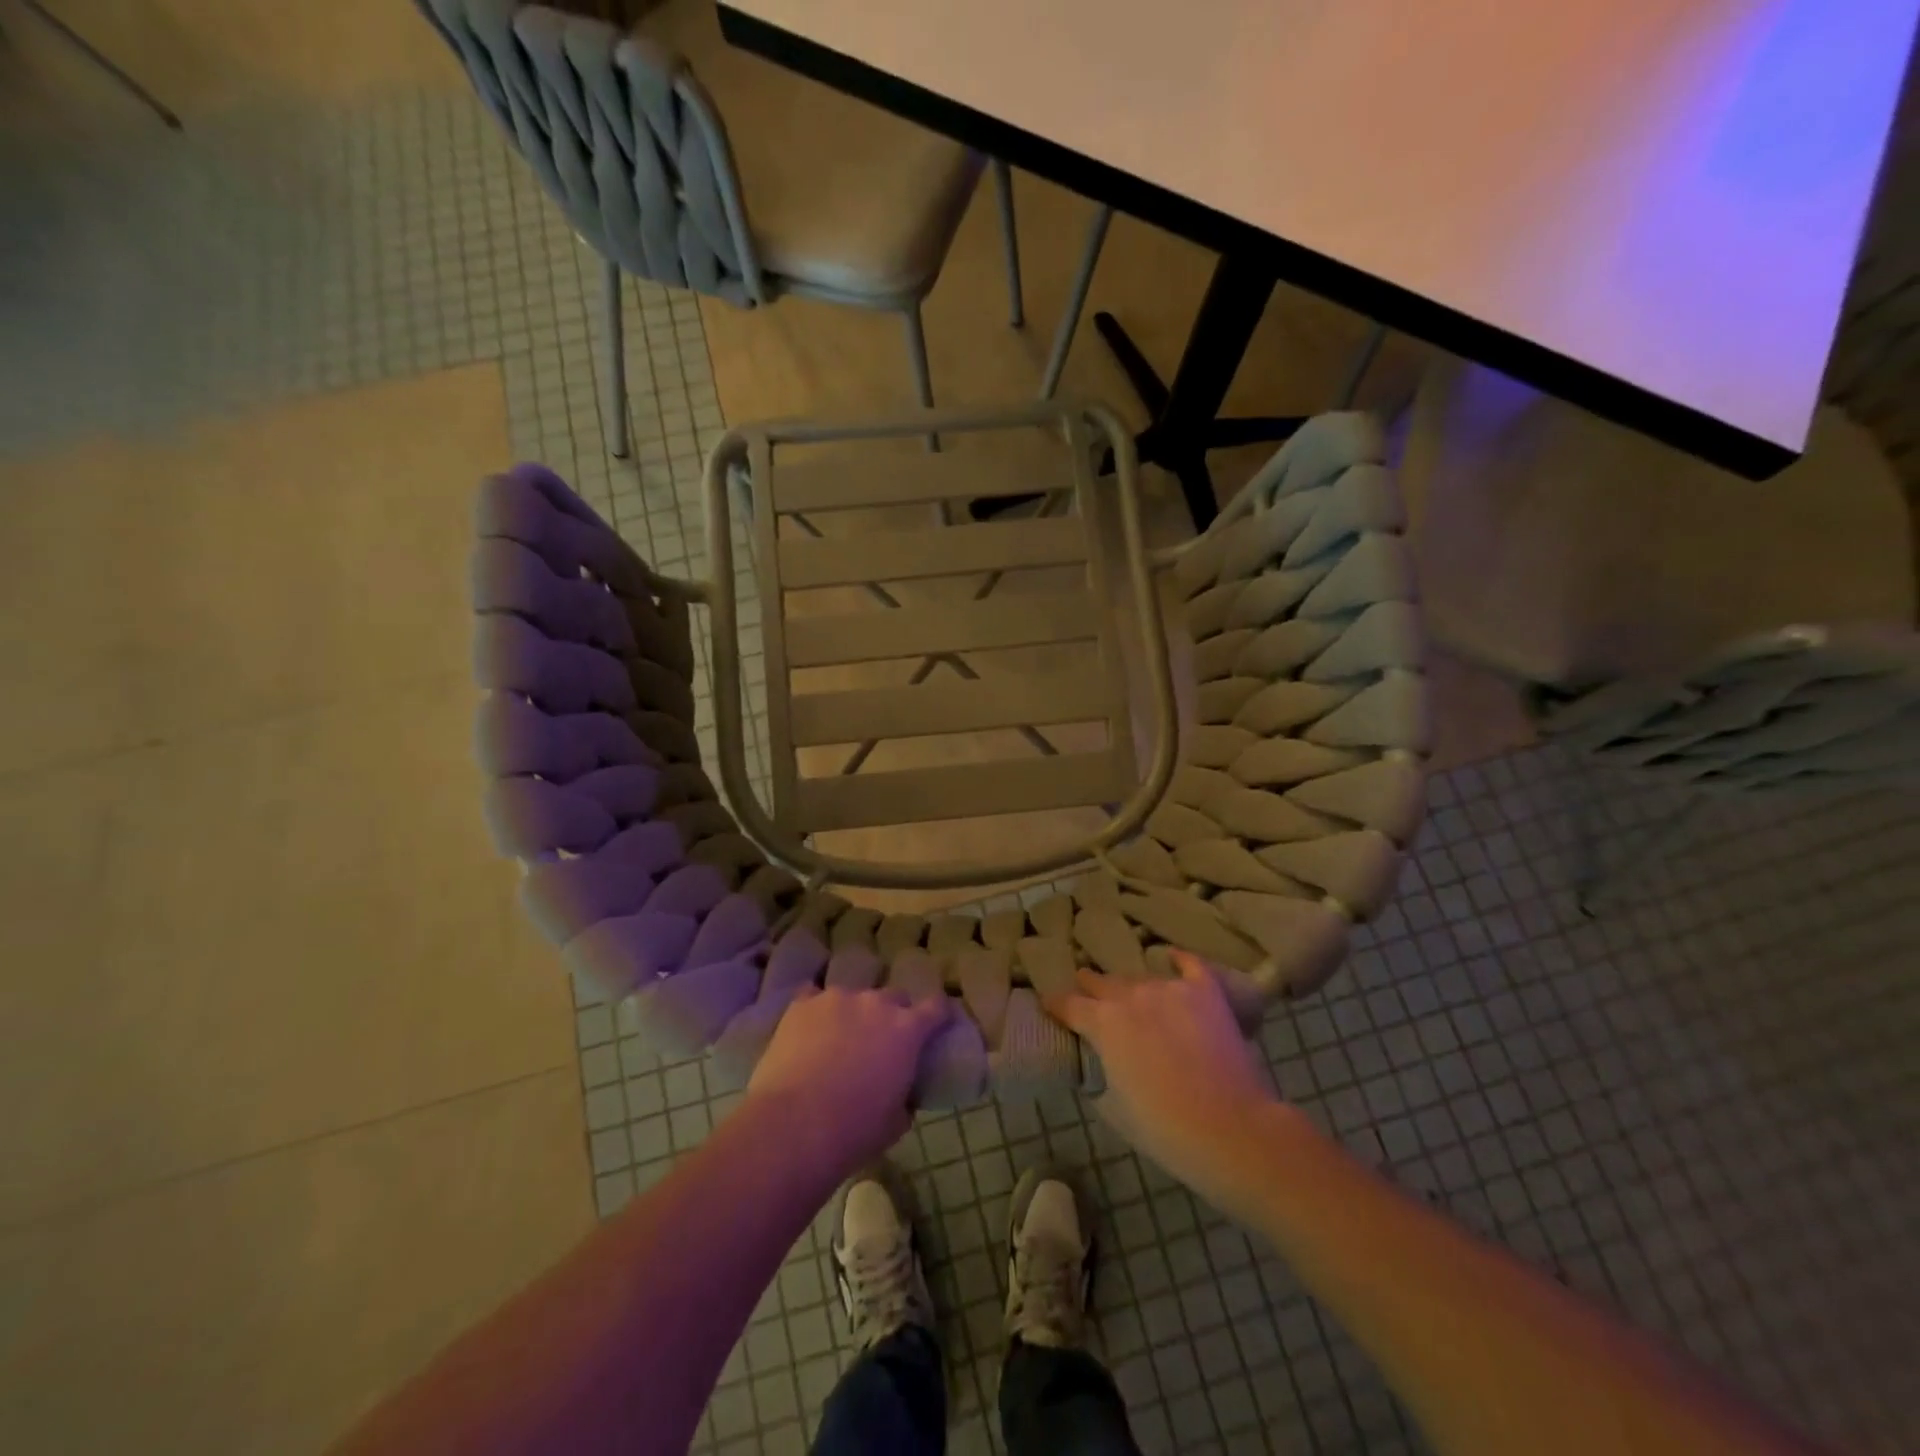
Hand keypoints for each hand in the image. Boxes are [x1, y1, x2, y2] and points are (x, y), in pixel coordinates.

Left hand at [746, 986, 948, 1185]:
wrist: (795, 1125)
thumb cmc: (853, 1130)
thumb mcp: (895, 1123)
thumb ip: (905, 1097)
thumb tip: (902, 1095)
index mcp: (907, 1030)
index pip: (936, 1007)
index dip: (939, 1013)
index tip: (938, 1021)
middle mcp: (876, 1003)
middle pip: (893, 997)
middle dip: (892, 1014)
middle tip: (881, 1040)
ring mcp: (837, 998)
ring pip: (853, 997)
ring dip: (852, 1013)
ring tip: (838, 1039)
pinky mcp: (803, 1003)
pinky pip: (813, 996)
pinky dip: (815, 1010)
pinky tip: (808, 1028)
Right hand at [1045, 950, 1276, 1201]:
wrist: (1230, 1128)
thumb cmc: (1164, 1128)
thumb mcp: (1113, 1107)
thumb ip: (1099, 1074)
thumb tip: (1097, 1062)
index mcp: (1101, 1023)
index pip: (1067, 1004)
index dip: (1055, 1005)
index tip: (1050, 1005)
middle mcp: (1130, 995)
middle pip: (1100, 981)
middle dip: (1090, 987)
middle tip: (1088, 993)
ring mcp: (1169, 988)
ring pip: (1140, 977)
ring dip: (1130, 986)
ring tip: (1131, 992)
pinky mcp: (1204, 991)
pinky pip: (1188, 964)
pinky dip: (1178, 961)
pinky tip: (1172, 958)